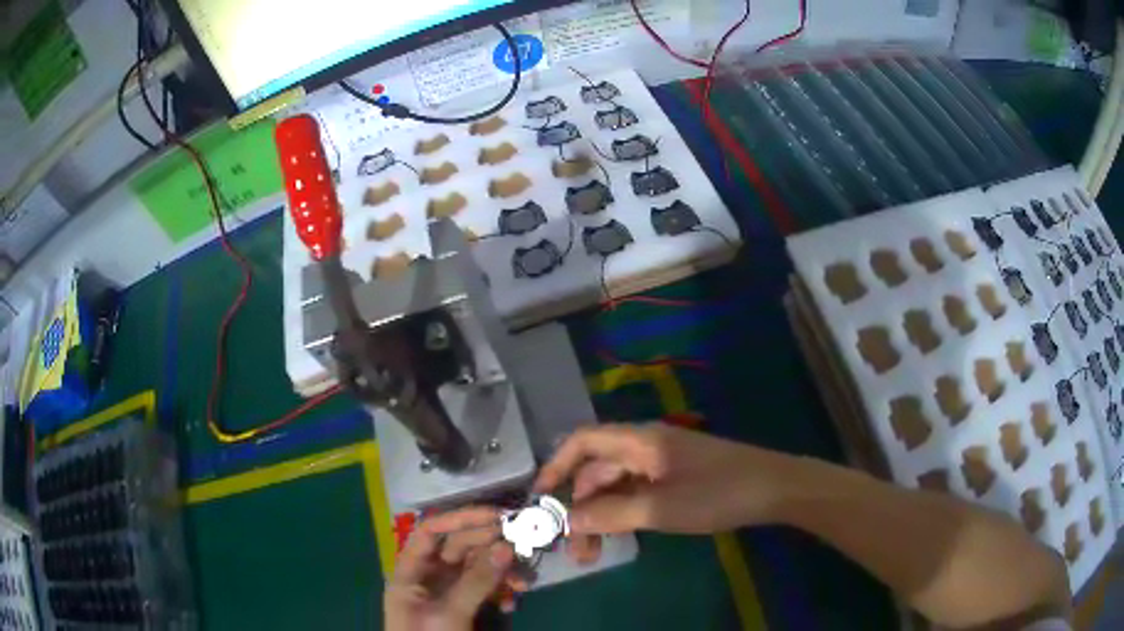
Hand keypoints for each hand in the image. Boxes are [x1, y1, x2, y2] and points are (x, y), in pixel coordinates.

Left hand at [384, 507, 515, 630]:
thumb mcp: (450, 613)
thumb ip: (476, 581)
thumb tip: (506, 545)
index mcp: (411, 571)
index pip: (430, 532)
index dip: (460, 518)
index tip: (496, 515)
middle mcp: (428, 576)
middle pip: (458, 546)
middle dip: (490, 543)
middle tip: (522, 540)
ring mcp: (447, 592)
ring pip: (477, 566)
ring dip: (501, 569)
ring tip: (523, 580)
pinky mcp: (465, 607)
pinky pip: (485, 588)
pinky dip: (501, 590)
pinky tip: (514, 600)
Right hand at [535, 423, 793, 537]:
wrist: (774, 488)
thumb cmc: (717, 493)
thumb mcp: (659, 508)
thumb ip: (609, 514)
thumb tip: (566, 520)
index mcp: (639, 440)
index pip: (582, 441)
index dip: (556, 466)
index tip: (539, 499)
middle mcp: (645, 445)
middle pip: (597, 470)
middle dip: (579, 506)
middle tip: (574, 548)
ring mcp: (662, 462)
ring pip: (616, 485)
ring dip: (600, 515)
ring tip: (594, 553)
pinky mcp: (676, 477)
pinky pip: (637, 492)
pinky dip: (622, 513)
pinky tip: (621, 535)